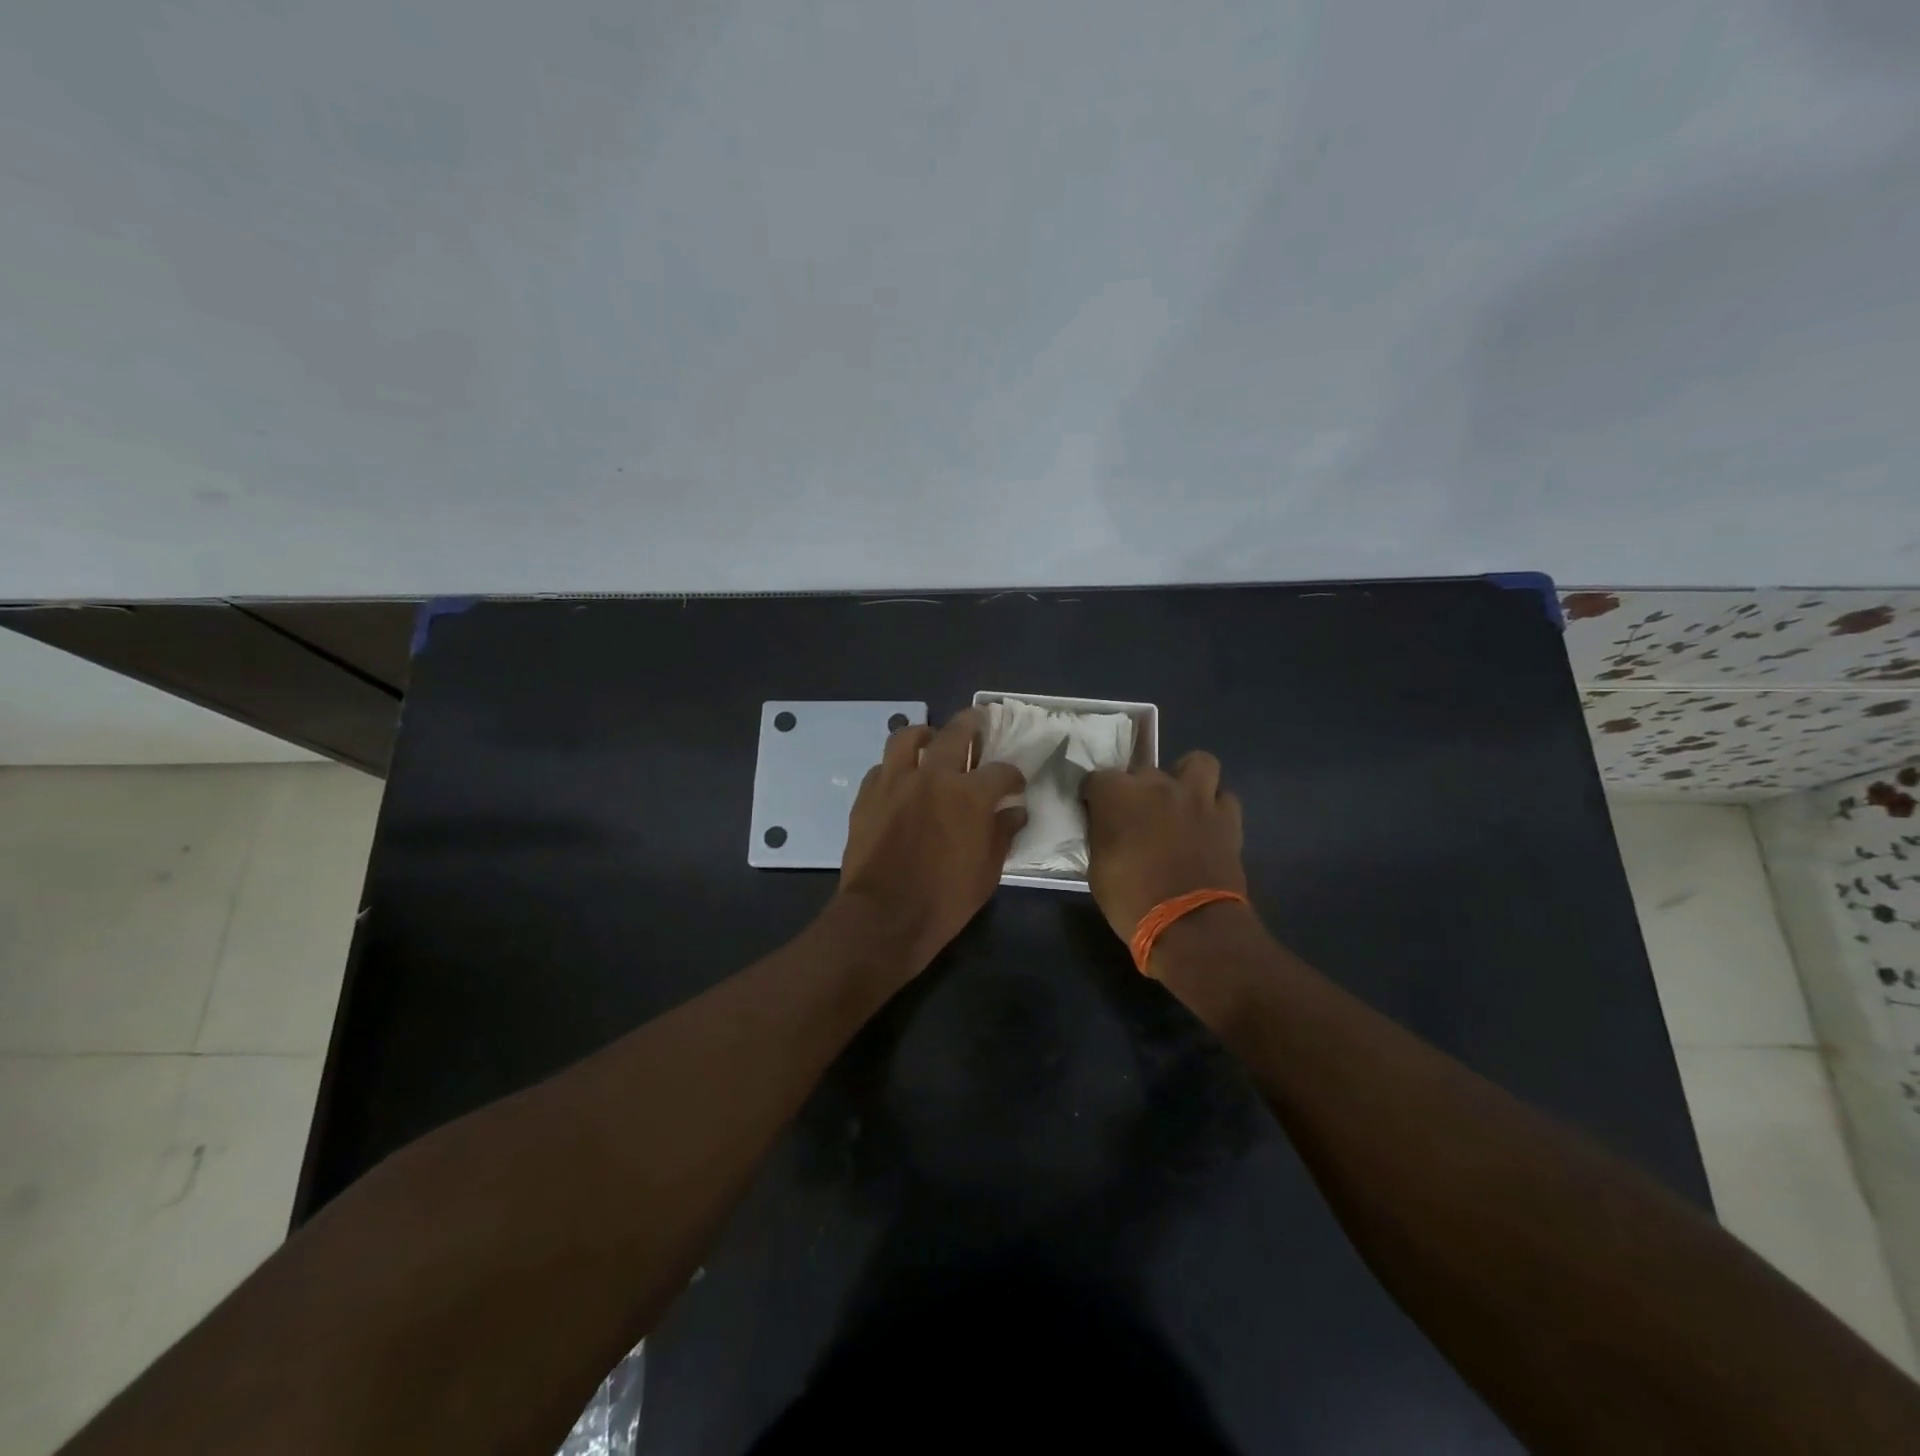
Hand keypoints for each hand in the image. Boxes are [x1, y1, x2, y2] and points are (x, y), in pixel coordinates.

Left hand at [837, 710, 1027, 974]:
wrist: (884, 916)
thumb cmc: (944, 899)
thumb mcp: (987, 871)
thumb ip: (1002, 833)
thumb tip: (1014, 811)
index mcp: (969, 794)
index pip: (1001, 771)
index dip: (1013, 776)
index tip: (1015, 784)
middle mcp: (933, 775)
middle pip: (955, 732)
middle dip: (972, 724)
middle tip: (979, 722)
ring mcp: (895, 781)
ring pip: (908, 736)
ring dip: (924, 734)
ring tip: (931, 740)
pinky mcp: (867, 794)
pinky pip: (882, 766)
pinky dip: (895, 766)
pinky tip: (901, 778)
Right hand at [1082, 751, 1246, 941]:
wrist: (1191, 925)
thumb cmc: (1131, 900)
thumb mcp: (1097, 869)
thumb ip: (1102, 836)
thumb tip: (1107, 828)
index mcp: (1117, 794)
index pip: (1096, 779)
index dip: (1094, 797)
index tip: (1095, 813)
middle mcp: (1156, 784)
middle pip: (1142, 770)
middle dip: (1136, 789)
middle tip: (1136, 816)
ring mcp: (1196, 797)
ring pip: (1197, 763)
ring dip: (1186, 777)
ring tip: (1180, 800)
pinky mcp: (1227, 817)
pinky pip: (1223, 798)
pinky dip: (1215, 807)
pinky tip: (1206, 824)